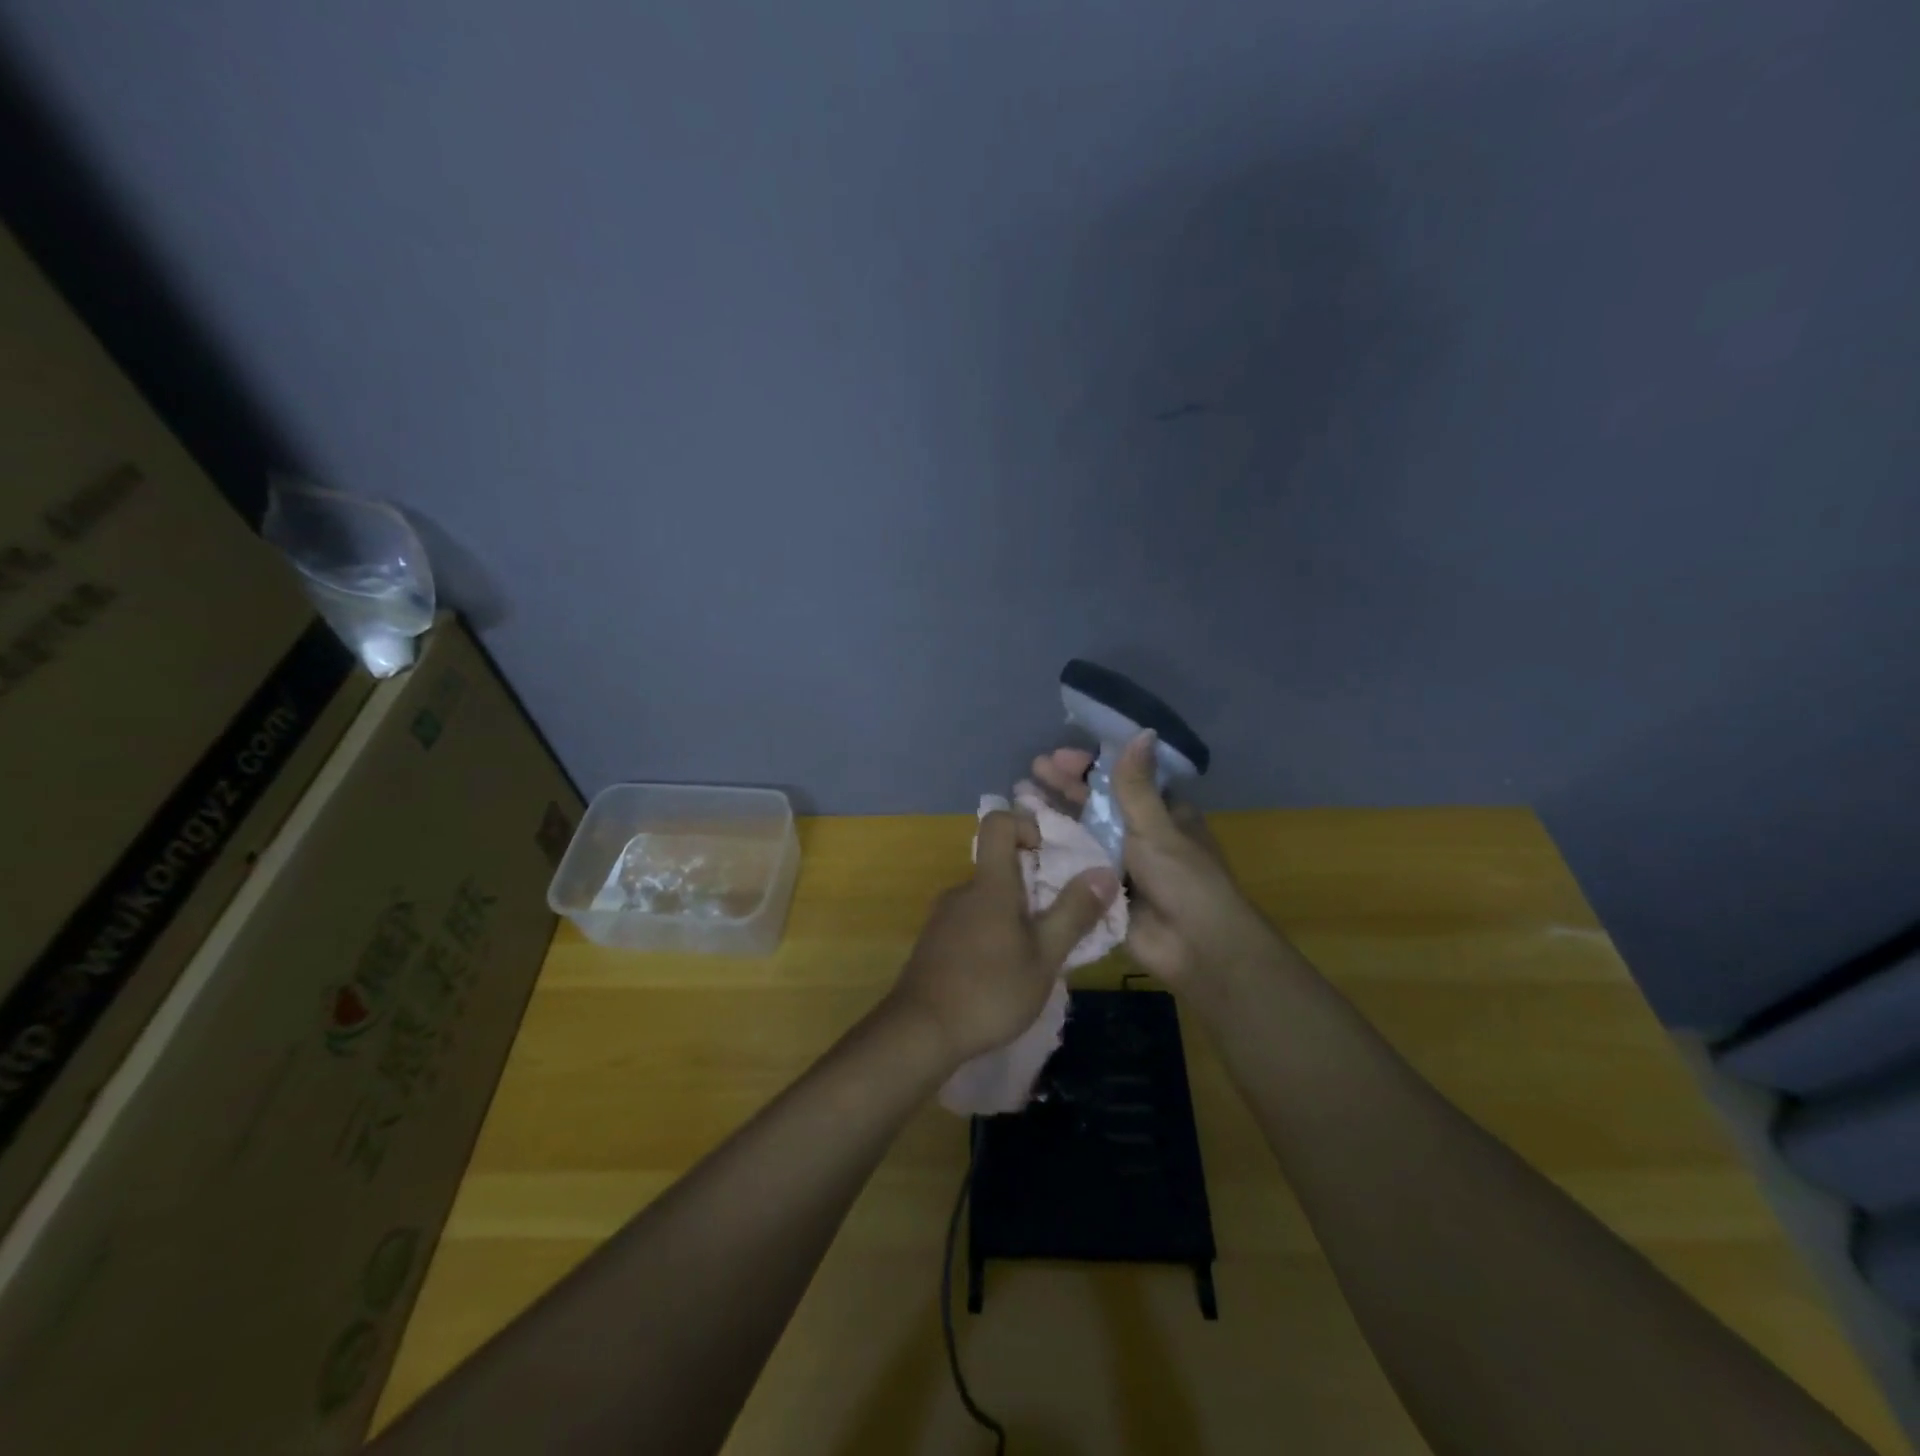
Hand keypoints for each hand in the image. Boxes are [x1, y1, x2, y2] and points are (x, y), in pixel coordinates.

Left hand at [885, 809, 1119, 1067]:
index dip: (1025, 825)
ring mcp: (943, 917)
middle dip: (1032, 885)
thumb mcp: (1045, 956)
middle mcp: (962, 890)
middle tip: (1055, 924)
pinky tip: (1002, 975)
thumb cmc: (989, 990)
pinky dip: (992, 935)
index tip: (1048, 855)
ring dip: (1012, 916)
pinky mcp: (934, 943)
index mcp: (989, 884)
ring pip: (986, 899)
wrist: (920, 1032)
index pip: (998, 822)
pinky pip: (970, 923)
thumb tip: (1105, 871)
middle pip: (998, 866)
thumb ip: (1074, 912)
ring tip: (1033, 957)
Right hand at [1031, 732, 1281, 985]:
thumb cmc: (1183, 879)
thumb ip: (1136, 785)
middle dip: (1063, 789)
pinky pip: (1074, 867)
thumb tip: (1141, 731)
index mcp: (1160, 814)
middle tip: (1029, 774)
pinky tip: (1023, 840)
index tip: (1058, 758)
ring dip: (1053, 817)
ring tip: (1018, 799)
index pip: (1120, 780)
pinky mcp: (1102, 892)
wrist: (1195, 947)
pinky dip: (1051, 852)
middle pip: (1095, 805)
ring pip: (1081, 834)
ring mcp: (1118, 865)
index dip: (1089, 767)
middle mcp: (1138, 835)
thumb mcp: (1157, 826)